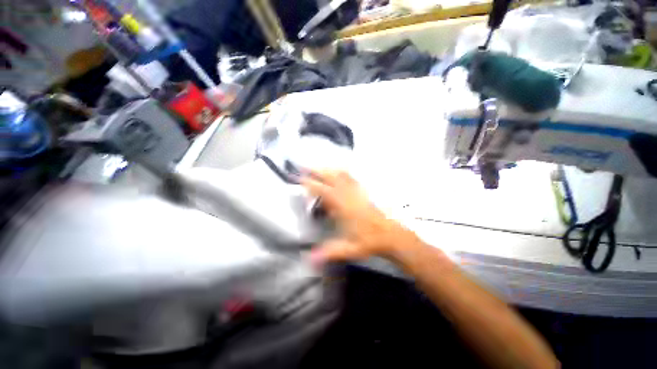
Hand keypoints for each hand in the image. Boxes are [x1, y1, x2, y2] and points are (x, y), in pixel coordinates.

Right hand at [301, 170, 416, 264]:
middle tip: (306, 168)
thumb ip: (329, 252)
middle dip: (318, 172)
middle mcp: (350, 196)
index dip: (312, 185)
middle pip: (332, 178)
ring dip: (329, 170)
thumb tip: (309, 259)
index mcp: (344, 208)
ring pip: (342, 176)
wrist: (390, 236)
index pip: (325, 192)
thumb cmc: (369, 242)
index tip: (301, 179)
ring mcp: (358, 192)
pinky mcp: (363, 193)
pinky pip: (352, 178)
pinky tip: (339, 171)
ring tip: (319, 167)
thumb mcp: (349, 249)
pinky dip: (343, 172)